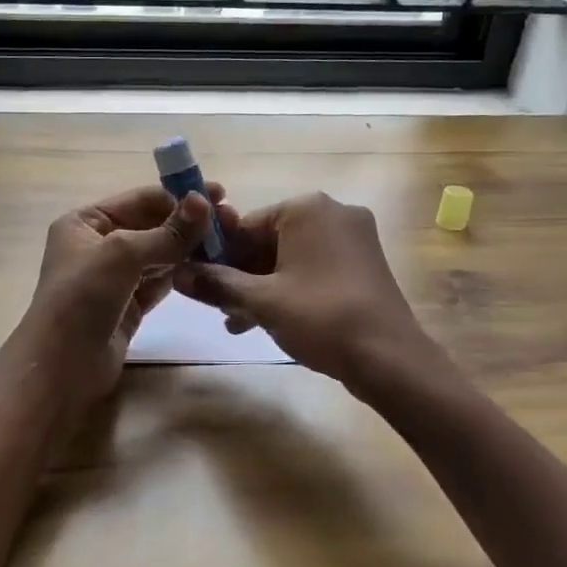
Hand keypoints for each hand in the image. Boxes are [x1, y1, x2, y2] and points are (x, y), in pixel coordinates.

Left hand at [23, 183, 222, 402]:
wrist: (62, 368)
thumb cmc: (82, 299)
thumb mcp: (122, 255)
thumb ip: (167, 232)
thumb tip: (204, 202)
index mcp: (85, 222)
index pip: (140, 200)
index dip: (178, 197)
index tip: (219, 197)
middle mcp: (98, 244)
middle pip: (152, 225)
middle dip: (187, 223)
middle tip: (230, 221)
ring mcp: (114, 277)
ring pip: (159, 254)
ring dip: (188, 248)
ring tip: (226, 243)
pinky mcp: (129, 305)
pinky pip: (160, 280)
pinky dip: (181, 273)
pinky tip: (207, 268)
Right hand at [172, 191, 426, 388]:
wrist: (390, 358)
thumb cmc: (321, 317)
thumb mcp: (261, 301)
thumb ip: (216, 283)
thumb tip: (176, 273)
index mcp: (307, 208)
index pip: (246, 225)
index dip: (219, 256)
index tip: (202, 285)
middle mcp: (334, 212)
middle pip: (269, 241)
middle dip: (242, 276)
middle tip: (220, 309)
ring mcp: (354, 238)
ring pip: (291, 258)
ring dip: (263, 287)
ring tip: (239, 323)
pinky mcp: (365, 264)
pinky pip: (315, 269)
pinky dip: (291, 289)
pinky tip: (270, 321)